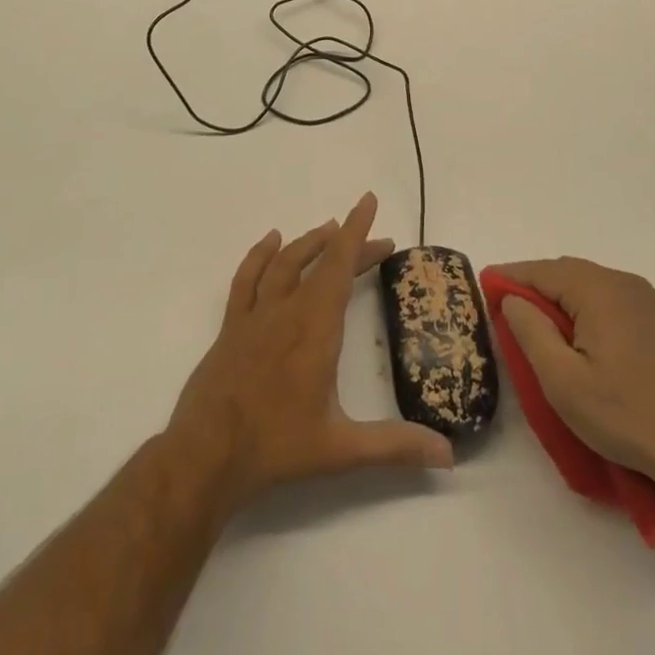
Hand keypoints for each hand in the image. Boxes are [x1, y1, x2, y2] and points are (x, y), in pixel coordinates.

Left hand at [166, 192, 454, 516]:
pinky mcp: (232, 325)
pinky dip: (260, 254)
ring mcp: (256, 315)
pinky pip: (247, 277)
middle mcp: (287, 310)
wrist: (206, 454)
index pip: (339, 266)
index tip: (368, 200)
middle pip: (321, 263)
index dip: (357, 231)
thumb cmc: (276, 447)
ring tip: (330, 229)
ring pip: (285, 262)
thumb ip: (394, 446)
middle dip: (350, 245)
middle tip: (378, 242)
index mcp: (316, 328)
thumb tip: (448, 455)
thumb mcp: (341, 450)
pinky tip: (271, 241)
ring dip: (310, 242)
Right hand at [489, 257, 654, 510]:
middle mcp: (622, 282)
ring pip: (587, 284)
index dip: (510, 277)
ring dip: (558, 297)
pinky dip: (583, 306)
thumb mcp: (563, 381)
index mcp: (598, 289)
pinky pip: (607, 299)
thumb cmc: (624, 415)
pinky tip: (575, 332)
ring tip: (534, 320)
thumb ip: (531, 332)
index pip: (541, 271)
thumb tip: (512, 298)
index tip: (483, 285)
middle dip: (533, 285)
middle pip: (565, 272)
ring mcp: (644, 299)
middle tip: (504, 305)